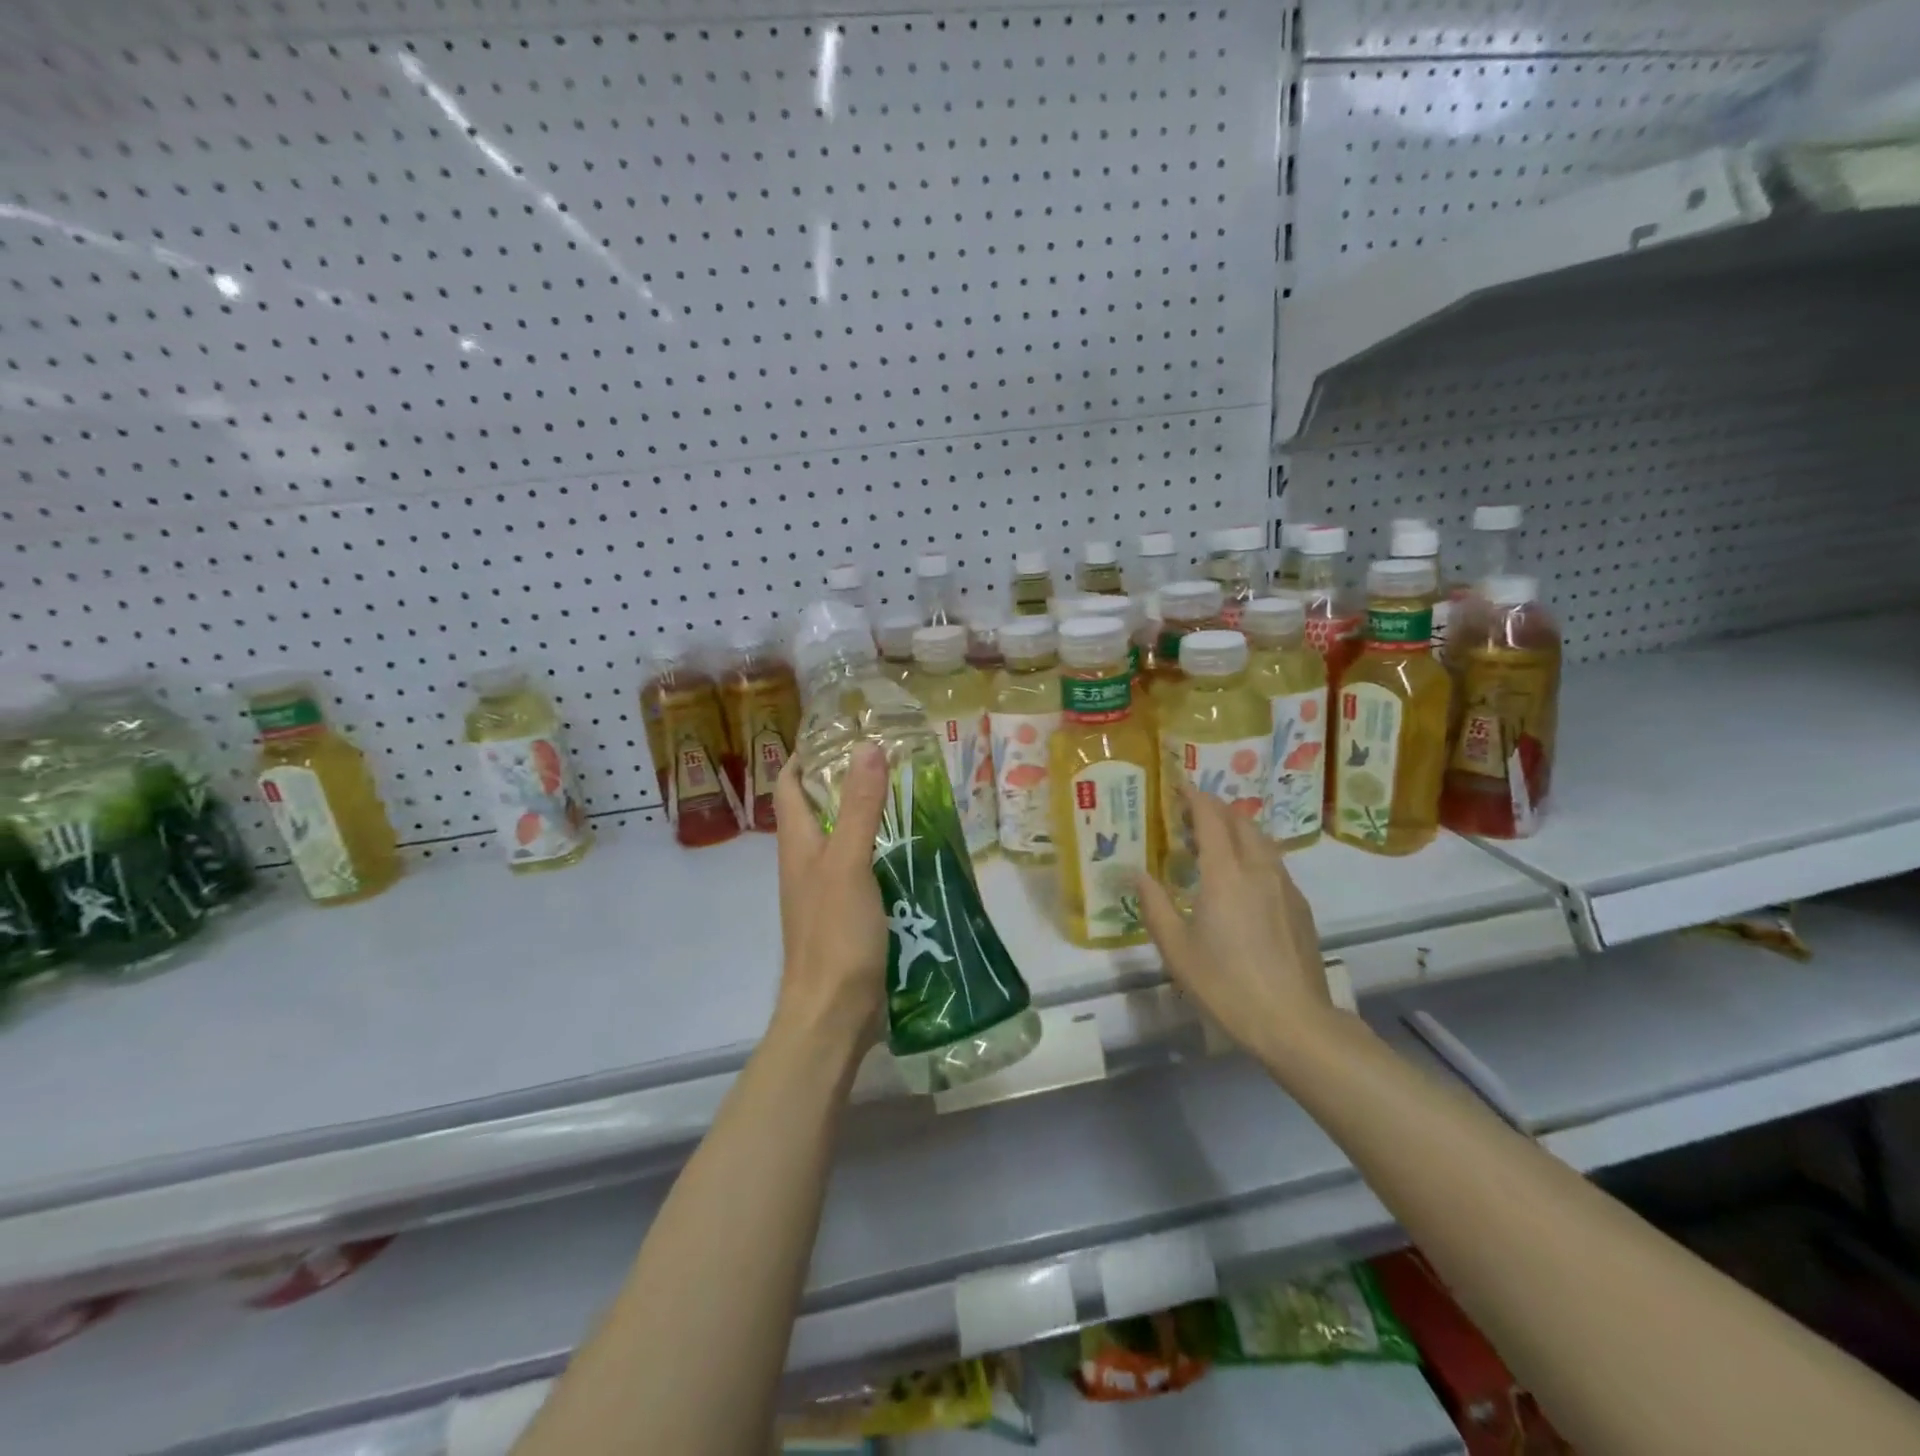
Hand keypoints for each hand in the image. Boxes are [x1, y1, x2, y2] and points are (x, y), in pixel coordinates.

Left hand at [770, 744, 890, 1055]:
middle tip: (889, 758)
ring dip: (869, 816)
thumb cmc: (835, 935)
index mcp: (798, 844)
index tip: (841, 732)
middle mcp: (807, 862)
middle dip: (846, 780)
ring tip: (910, 795)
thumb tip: (867, 746)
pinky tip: (914, 850)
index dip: (806, 755)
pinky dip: (884, 852)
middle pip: (818, 809)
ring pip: (844, 839)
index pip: (790, 785)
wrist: (834, 1013)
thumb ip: (859, 807)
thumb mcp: (849, 863)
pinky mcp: (849, 914)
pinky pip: (865, 869)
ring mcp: (827, 891)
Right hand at [1136, 782, 1336, 1059]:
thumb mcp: (1176, 949)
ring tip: (1214, 842)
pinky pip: (1274, 863)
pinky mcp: (1300, 907)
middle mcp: (1258, 869)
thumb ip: (1155, 905)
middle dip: (1215, 809)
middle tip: (1190, 814)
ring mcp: (1285, 887)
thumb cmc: (1226, 985)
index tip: (1179, 786)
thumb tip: (1137, 873)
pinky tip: (1242, 879)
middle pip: (1240, 822)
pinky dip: (1253, 853)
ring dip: (1237, 829)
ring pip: (1262, 840)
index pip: (1211, 818)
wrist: (1294, 1023)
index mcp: (1225, 874)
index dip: (1194, 797)